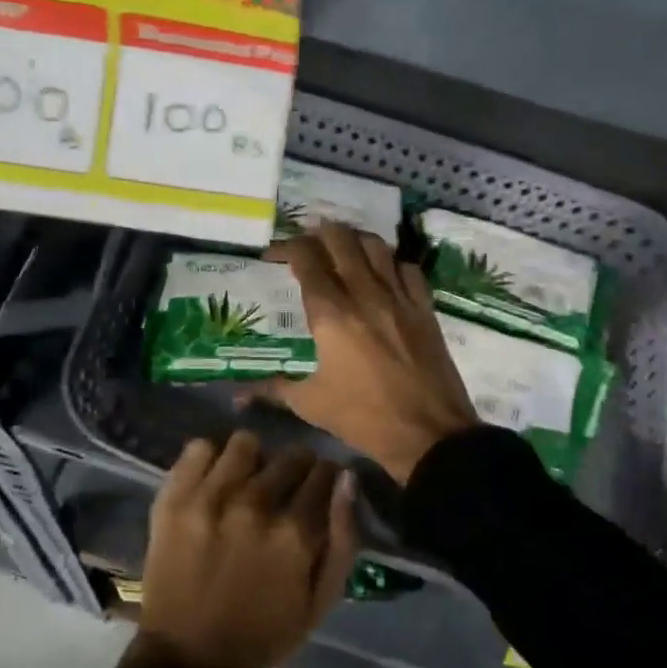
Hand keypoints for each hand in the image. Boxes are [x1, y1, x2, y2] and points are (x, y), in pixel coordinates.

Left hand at [121, 433, 356, 667]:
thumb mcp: (320, 602)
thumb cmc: (262, 635)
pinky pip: (198, 448)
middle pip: (288, 455)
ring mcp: (209, 499)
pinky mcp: (174, 498)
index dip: (325, 477)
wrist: (187, 660)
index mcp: (294, 534)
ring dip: (252, 459)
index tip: (318, 486)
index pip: (323, 473)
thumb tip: (346, 478)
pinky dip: (209, 460)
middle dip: (295, 467)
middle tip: (283, 487)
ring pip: (245, 443)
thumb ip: (343, 538)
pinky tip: (213, 481)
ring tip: (245, 480)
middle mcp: (254, 506)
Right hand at [250, 225, 479, 484]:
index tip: (273, 254)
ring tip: (342, 248)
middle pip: (341, 240)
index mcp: (331, 314)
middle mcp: (364, 294)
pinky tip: (383, 274)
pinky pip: (408, 269)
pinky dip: (391, 263)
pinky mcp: (424, 309)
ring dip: (354, 240)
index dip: (286, 247)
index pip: (306, 259)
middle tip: (307, 244)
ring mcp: (399, 298)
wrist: (429, 434)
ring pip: (376, 246)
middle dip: (319, 233)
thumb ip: (272, 389)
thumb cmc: (363, 418)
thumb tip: (236, 395)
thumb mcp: (311, 404)